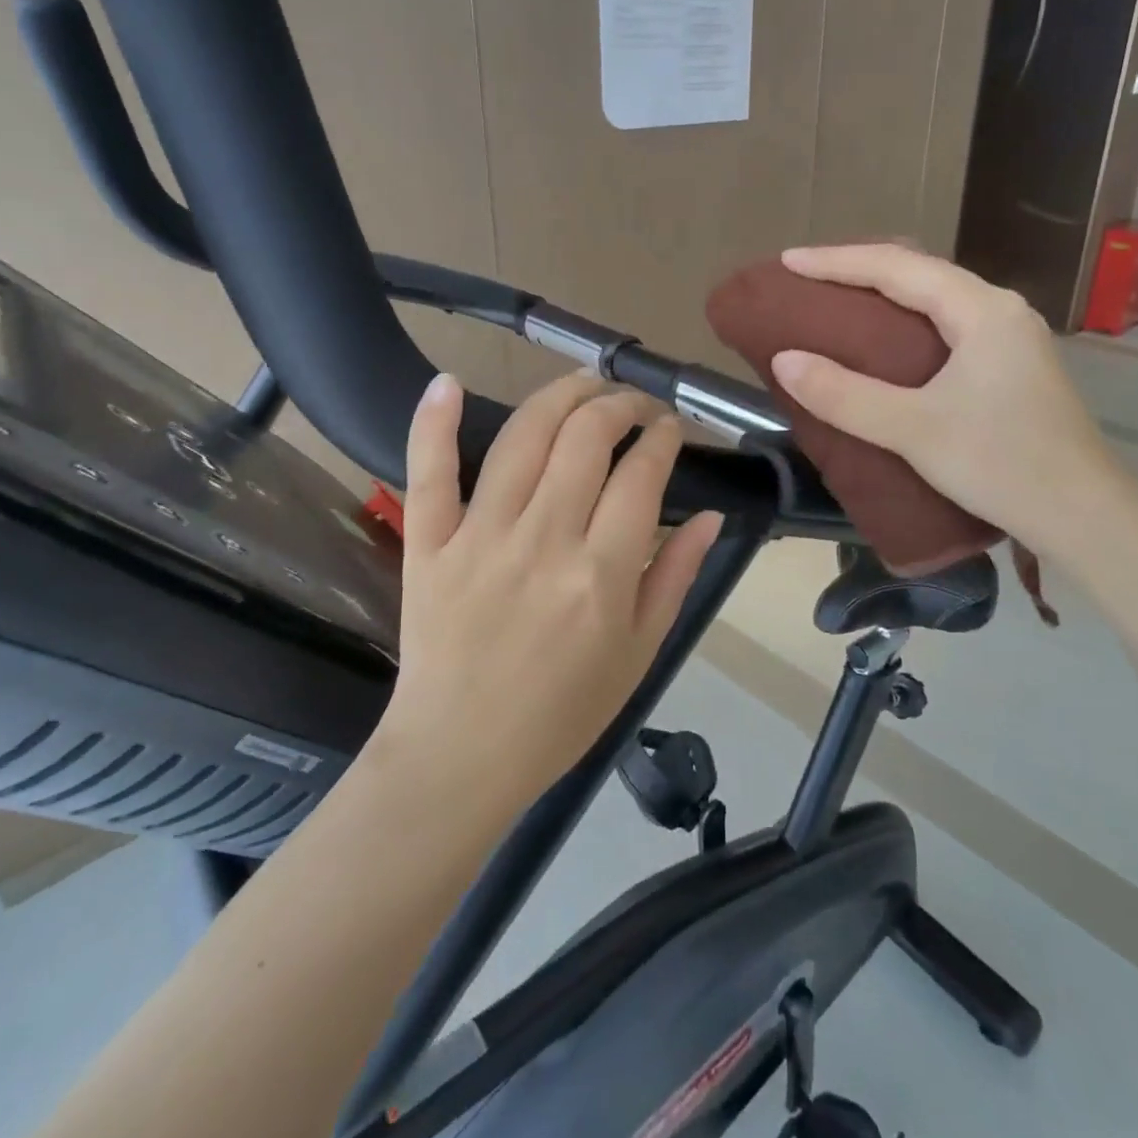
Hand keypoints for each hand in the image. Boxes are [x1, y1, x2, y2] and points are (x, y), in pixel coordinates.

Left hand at [381, 371, 722, 812]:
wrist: (462, 754)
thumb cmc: (561, 713)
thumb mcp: (639, 654)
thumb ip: (675, 578)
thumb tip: (708, 515)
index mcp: (602, 574)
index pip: (640, 475)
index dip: (661, 438)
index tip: (668, 429)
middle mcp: (544, 540)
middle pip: (585, 439)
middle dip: (618, 405)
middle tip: (632, 404)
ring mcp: (480, 536)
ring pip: (522, 438)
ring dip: (558, 396)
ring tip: (583, 382)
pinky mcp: (429, 543)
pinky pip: (429, 472)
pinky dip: (434, 422)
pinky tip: (448, 382)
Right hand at [768, 244, 1119, 548]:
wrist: (1083, 515)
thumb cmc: (1001, 465)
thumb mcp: (912, 430)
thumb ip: (844, 395)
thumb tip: (784, 361)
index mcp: (981, 310)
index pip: (897, 267)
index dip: (837, 261)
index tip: (788, 261)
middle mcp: (999, 311)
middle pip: (919, 273)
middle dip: (858, 269)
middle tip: (807, 279)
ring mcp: (1010, 338)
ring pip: (934, 299)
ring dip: (883, 294)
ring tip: (835, 302)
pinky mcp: (1009, 367)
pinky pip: (945, 325)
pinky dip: (904, 323)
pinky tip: (883, 344)